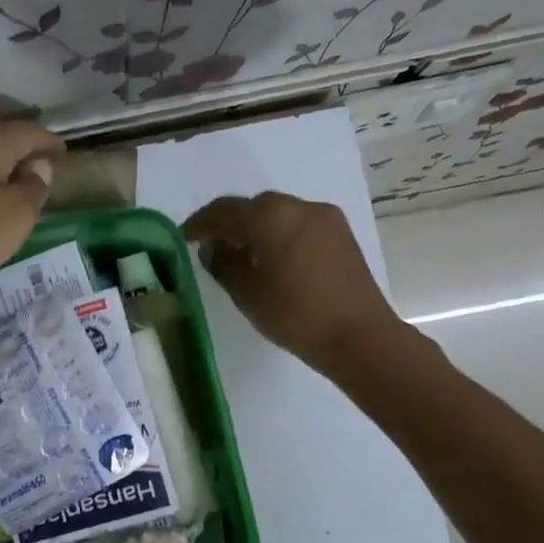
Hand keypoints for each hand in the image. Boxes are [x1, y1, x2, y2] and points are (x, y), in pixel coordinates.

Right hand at [183, 191, 402, 375]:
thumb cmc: (295, 314)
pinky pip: (299, 225)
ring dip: (256, 228)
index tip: (183, 236)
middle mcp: (298, 206)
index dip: (200, 223)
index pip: (224, 211)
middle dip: (229, 223)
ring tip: (240, 253)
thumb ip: (223, 264)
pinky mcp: (341, 235)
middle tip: (211, 245)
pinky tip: (272, 258)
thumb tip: (212, 248)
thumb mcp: (247, 293)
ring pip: (278, 213)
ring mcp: (324, 218)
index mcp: (270, 216)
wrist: (360, 336)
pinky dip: (279, 234)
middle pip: (253, 207)